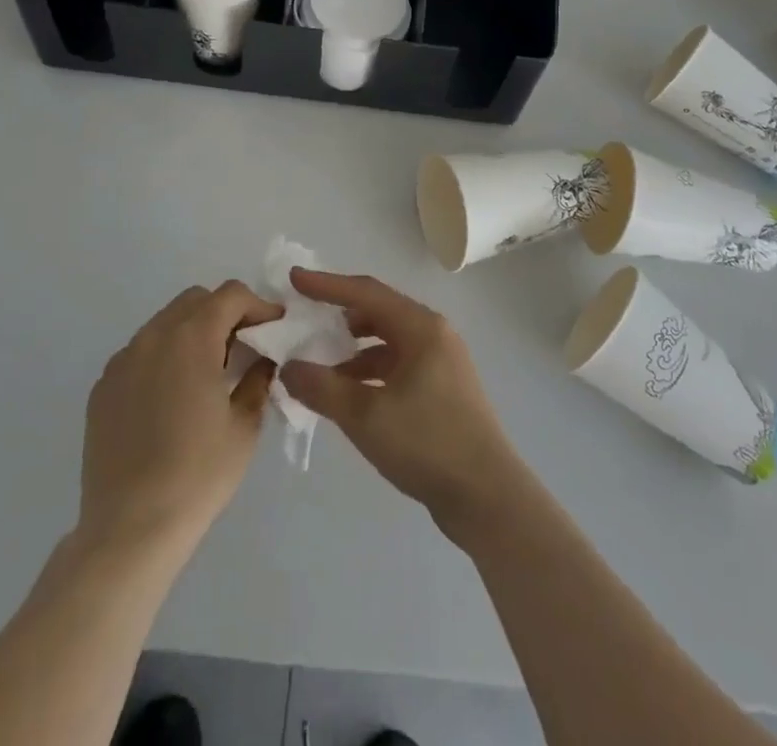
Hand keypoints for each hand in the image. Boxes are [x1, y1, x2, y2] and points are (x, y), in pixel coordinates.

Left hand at [77, 281, 281, 561]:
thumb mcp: (244, 426)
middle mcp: (153, 337)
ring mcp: (122, 361)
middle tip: (242, 348)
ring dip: (192, 333)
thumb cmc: (198, 475)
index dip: (258, 305)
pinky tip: (171, 399)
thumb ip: (258, 380)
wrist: (129, 530)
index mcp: (192, 338)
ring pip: (164, 324)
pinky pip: (140, 353)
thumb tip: (263, 360)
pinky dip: (163, 358)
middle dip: (224, 313)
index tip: (273, 329)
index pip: (231, 295)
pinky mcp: (102, 388)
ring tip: (207, 374)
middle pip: (195, 301)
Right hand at [278, 269, 529, 542]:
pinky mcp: (442, 389)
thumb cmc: (427, 444)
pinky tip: (347, 393)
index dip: (327, 284)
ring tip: (319, 362)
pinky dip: (369, 372)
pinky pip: (397, 365)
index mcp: (421, 327)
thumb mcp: (366, 416)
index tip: (294, 279)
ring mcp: (441, 362)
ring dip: (353, 349)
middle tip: (305, 318)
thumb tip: (289, 368)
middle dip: (339, 315)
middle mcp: (434, 335)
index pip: (366, 292)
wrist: (487, 497)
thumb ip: (322, 388)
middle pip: (378, 312)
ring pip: (388, 342)